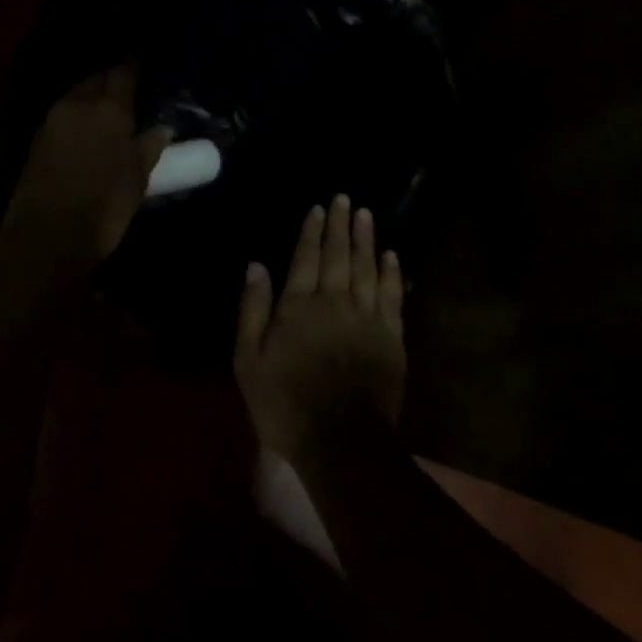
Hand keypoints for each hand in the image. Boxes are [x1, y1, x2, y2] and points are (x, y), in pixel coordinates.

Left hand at [4, 63, 171, 275]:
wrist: (46, 237)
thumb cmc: (103, 208)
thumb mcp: (137, 180)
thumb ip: (149, 148)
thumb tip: (162, 129)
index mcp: (108, 110)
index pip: (122, 73)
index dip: (133, 66)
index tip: (141, 63)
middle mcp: (78, 105)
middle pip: (95, 79)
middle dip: (110, 80)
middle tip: (126, 90)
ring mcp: (52, 121)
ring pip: (76, 95)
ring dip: (91, 96)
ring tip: (107, 110)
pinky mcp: (37, 139)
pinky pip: (62, 114)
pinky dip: (76, 114)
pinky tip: (86, 129)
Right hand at [234, 195, 407, 463]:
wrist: (342, 443)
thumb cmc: (285, 405)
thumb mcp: (249, 361)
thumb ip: (253, 310)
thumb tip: (256, 265)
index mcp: (298, 306)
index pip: (305, 258)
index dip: (311, 231)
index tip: (318, 208)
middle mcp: (334, 302)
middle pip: (338, 255)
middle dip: (340, 226)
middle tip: (345, 199)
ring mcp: (367, 318)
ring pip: (366, 268)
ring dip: (366, 240)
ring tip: (366, 214)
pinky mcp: (391, 337)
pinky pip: (392, 296)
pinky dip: (391, 273)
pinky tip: (391, 256)